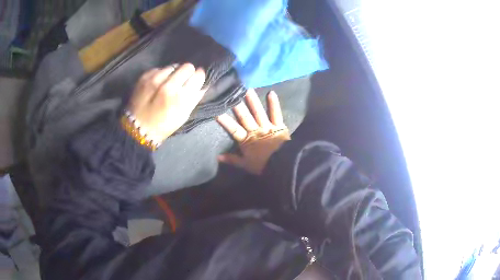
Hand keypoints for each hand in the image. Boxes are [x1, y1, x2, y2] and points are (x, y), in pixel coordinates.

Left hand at [128, 63, 205, 141]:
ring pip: (173, 66)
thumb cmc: (164, 125)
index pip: (198, 75)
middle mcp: (169, 85)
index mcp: (181, 97)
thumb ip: (195, 97)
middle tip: (182, 81)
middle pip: (187, 66)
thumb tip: (203, 83)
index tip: (196, 80)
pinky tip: (157, 85)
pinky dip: (161, 75)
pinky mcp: (145, 76)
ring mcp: (155, 79)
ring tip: (168, 84)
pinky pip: (159, 69)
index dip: (198, 77)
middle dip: (187, 73)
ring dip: (173, 73)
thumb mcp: (184, 115)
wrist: (138, 128)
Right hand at [217, 89, 289, 174]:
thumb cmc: (263, 165)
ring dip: (252, 100)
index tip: (216, 111)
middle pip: (245, 117)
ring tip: (247, 88)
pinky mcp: (279, 126)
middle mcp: (256, 130)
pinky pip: (276, 113)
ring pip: (258, 112)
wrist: (283, 165)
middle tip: (232, 92)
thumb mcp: (245, 165)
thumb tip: (217, 157)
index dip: (225, 121)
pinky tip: (271, 92)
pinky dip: (274, 104)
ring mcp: (267, 127)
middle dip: (237, 105)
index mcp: (247, 140)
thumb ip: (232, 159)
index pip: (233, 129)